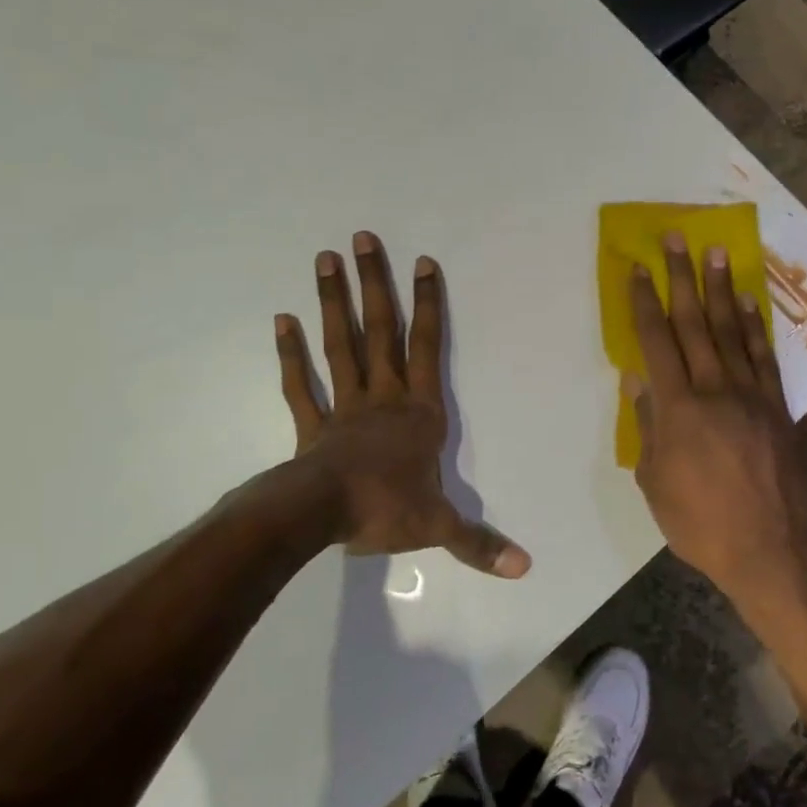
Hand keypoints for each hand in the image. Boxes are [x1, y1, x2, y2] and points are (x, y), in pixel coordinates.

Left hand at [272, 232, 529, 577]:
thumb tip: (525, 567)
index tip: (423, 262)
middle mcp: (382, 398)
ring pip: (340, 345)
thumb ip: (479, 543)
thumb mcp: (438, 528)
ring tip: (325, 259)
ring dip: (332, 302)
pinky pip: (300, 383)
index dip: (428, 305)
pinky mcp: (312, 424)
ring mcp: (343, 406)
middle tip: (362, 239)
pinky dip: (290, 353)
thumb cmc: (384, 510)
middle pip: (379, 332)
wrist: (321, 517)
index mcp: (418, 413)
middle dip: (375, 285)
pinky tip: (282, 320)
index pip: (427, 348)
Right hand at [627, 235, 806, 615]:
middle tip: (676, 239)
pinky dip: (755, 326)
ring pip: (732, 331)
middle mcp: (714, 390)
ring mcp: (751, 395)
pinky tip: (748, 303)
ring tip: (714, 253)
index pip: (656, 342)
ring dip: (721, 289)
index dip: (644, 302)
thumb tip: (638, 379)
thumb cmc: (700, 523)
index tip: (637, 269)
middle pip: (694, 323)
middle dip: (681, 278)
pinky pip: (764, 357)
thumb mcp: (654, 482)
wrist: (771, 549)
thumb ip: (646, 426)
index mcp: (678, 409)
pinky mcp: (778, 407)